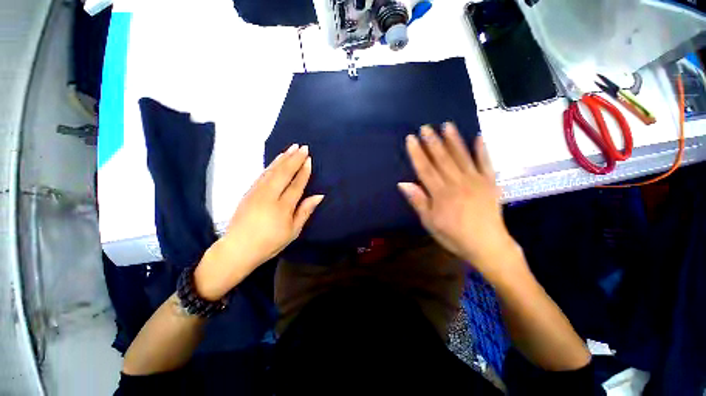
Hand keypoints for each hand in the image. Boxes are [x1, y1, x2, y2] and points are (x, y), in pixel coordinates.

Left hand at [195, 144, 323, 299]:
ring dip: (283, 158)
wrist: (238, 248)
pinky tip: (277, 160)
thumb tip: (318, 196)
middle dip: (294, 159)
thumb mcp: (293, 231)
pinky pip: (262, 174)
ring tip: (291, 148)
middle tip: (303, 147)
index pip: (296, 184)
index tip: (309, 159)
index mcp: (282, 207)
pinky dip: (271, 165)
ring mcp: (257, 192)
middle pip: (284, 173)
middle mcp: (269, 195)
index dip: (304, 171)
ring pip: (272, 171)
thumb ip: (305, 211)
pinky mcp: (249, 192)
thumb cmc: (270, 243)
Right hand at [398, 123, 519, 277]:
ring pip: (462, 157)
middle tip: (425, 127)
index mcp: (440, 193)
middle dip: (432, 142)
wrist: (487, 245)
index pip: (425, 169)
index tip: (411, 139)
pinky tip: (478, 137)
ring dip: (454, 140)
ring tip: (447, 125)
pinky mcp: (490, 183)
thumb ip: (418, 201)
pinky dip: (482, 150)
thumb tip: (403, 183)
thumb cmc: (454, 236)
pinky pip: (486, 163)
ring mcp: (475, 181)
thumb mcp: (429, 223)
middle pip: (442, 159)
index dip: (417, 153)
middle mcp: (457, 183)